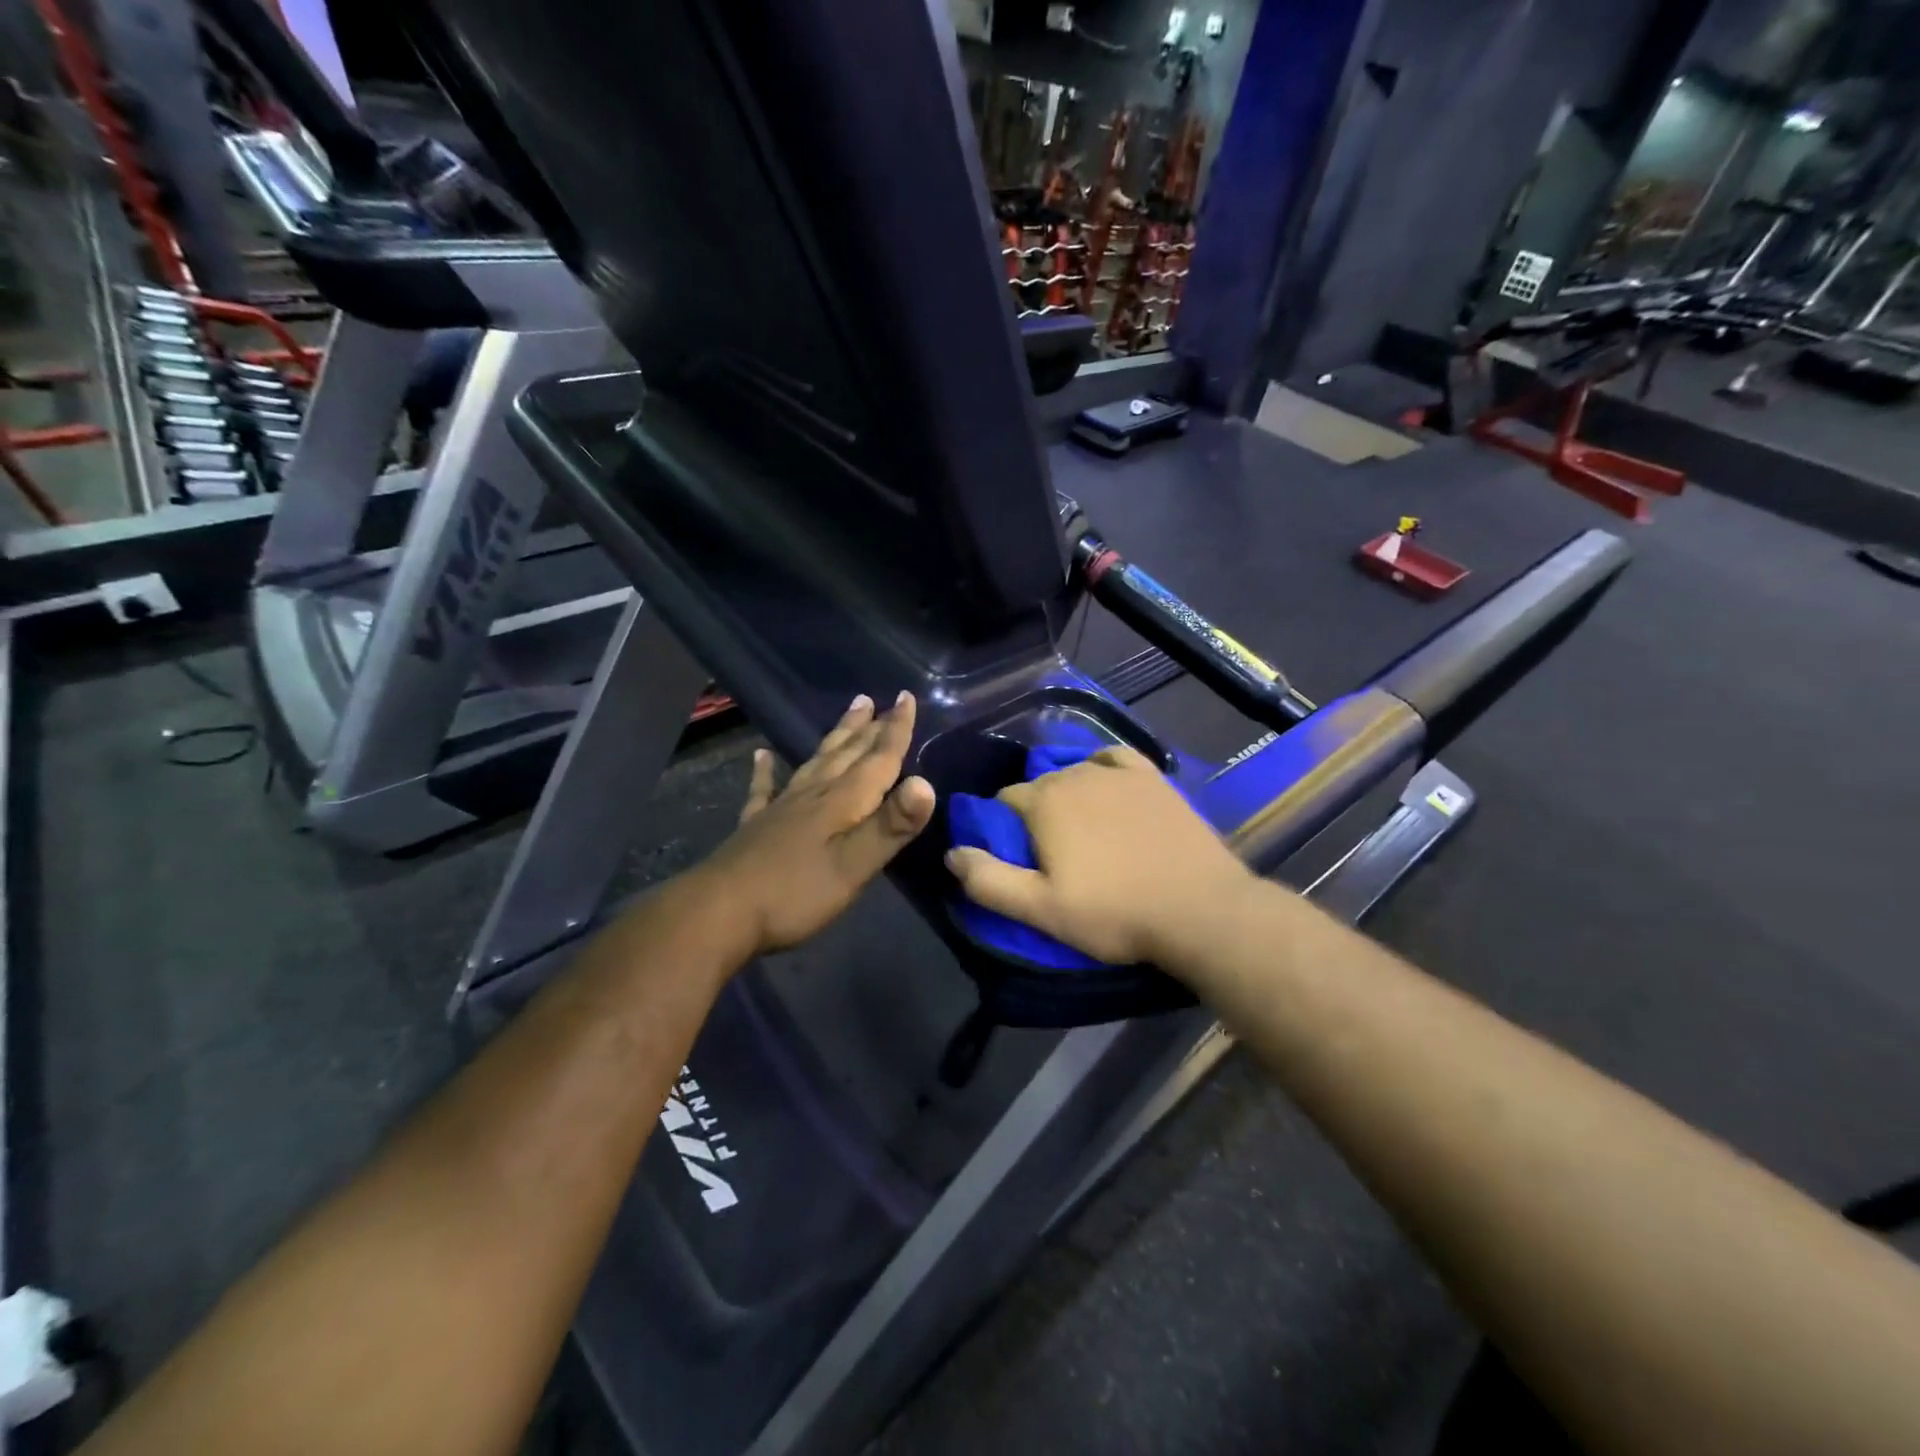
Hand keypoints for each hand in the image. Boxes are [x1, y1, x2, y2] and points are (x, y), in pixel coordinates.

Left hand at [699, 692, 935, 954]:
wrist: (719, 912)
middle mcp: (814, 794)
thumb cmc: (795, 893)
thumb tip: (926, 784)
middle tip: (882, 699)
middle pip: (847, 753)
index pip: (877, 759)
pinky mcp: (756, 825)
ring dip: (836, 737)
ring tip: (850, 712)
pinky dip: (766, 770)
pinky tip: (761, 756)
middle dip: (869, 727)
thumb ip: (890, 826)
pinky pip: (764, 788)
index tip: (908, 696)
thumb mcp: (853, 865)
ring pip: (816, 761)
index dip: (896, 730)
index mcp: (842, 801)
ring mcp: (781, 807)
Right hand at [945, 746, 1252, 966]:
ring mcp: (1118, 773)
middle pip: (1039, 786)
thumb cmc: (1114, 913)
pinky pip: (1115, 759)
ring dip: (1068, 794)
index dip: (1003, 828)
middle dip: (1036, 813)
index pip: (1004, 801)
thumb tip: (951, 853)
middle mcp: (1076, 774)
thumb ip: (988, 881)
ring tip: (1082, 830)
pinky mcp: (1153, 778)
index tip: (1018, 859)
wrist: (1200, 910)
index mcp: (1044, 801)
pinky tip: (1107, 788)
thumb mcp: (1041, 910)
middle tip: (1052, 855)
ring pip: (1075, 773)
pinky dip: (1103, 769)